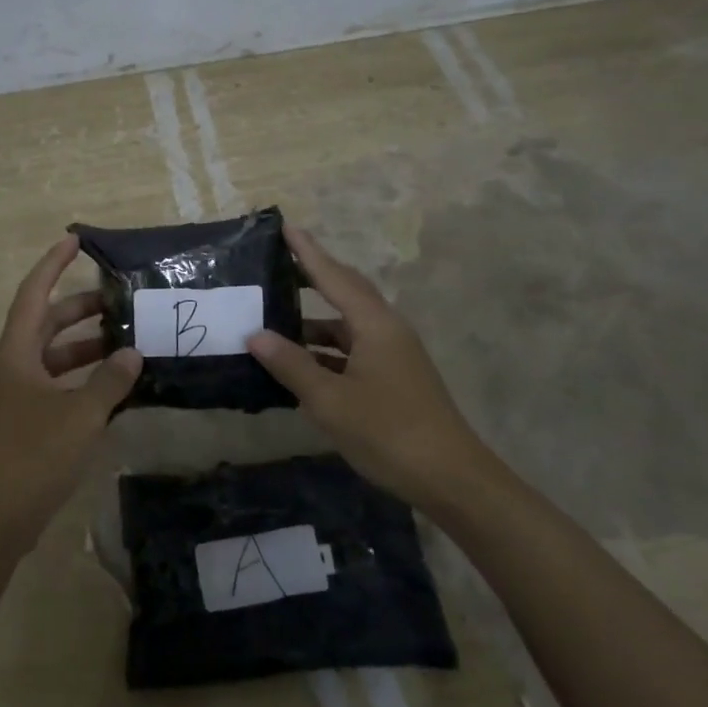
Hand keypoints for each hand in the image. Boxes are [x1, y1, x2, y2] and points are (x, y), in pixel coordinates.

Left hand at [0, 236, 140, 547]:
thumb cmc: (32, 456)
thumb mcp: (79, 415)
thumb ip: (109, 381)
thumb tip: (131, 353)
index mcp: (16, 354)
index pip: (33, 294)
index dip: (52, 265)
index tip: (75, 240)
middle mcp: (12, 368)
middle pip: (46, 324)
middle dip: (80, 309)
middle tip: (119, 301)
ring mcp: (16, 398)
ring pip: (53, 358)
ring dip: (85, 348)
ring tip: (125, 342)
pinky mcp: (24, 425)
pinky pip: (56, 387)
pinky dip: (82, 381)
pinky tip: (112, 389)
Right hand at [247, 224, 491, 509]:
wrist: (451, 479)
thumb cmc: (388, 432)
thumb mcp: (330, 400)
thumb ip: (291, 365)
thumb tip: (256, 335)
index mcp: (375, 324)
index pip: (334, 277)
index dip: (308, 252)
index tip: (285, 227)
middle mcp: (386, 330)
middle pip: (346, 292)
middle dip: (313, 277)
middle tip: (278, 265)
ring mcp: (393, 355)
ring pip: (347, 326)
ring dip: (314, 323)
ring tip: (275, 321)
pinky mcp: (394, 379)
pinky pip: (352, 350)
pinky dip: (325, 351)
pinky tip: (300, 364)